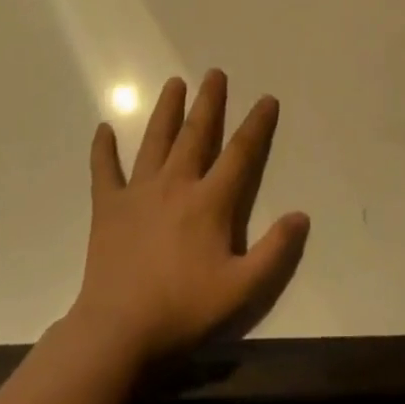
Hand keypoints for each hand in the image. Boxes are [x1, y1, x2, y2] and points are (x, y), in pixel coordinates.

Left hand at [67, 70, 309, 366]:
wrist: (118, 330)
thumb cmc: (183, 308)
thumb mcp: (242, 289)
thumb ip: (275, 252)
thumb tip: (302, 215)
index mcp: (209, 202)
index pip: (240, 154)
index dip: (256, 125)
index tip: (267, 99)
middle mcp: (175, 185)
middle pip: (195, 134)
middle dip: (209, 102)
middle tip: (215, 73)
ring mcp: (138, 193)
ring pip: (154, 141)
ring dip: (166, 111)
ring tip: (173, 83)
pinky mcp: (108, 207)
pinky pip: (104, 171)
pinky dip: (103, 149)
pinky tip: (103, 129)